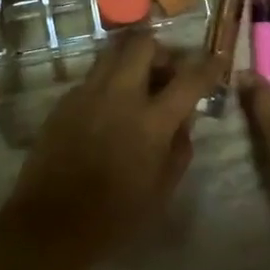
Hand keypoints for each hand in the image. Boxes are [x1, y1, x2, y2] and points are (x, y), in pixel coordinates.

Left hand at [5, 33, 222, 258]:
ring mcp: (86, 95)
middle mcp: (118, 96)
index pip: (189, 79)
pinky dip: (108, 84)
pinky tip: (108, 112)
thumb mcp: (162, 189)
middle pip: (143, 45)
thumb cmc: (115, 216)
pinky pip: (92, 79)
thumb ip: (179, 148)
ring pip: (112, 54)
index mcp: (151, 121)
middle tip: (166, 74)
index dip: (209, 65)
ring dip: (131, 62)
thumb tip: (183, 121)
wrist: (51, 223)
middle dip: (161, 52)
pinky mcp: (63, 103)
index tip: (218, 58)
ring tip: (137, 87)